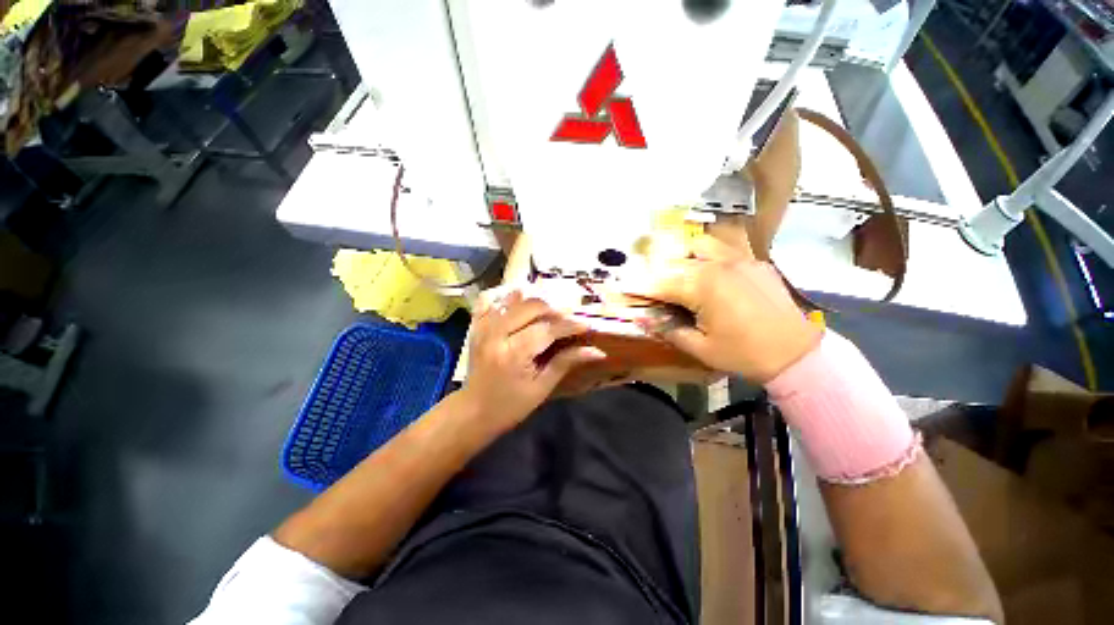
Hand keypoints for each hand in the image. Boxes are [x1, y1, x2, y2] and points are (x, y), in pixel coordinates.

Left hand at [461, 288, 605, 431]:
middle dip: (554, 310)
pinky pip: (489, 299)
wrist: (473, 411)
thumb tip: (596, 351)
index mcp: (513, 353)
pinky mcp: (476, 325)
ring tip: (548, 313)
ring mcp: (483, 326)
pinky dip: (505, 296)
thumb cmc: (510, 405)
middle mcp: (496, 333)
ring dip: (534, 302)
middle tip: (568, 320)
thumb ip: (565, 362)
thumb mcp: (541, 387)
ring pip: (513, 298)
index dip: (569, 325)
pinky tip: (518, 303)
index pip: (547, 329)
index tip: (587, 325)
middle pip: (531, 306)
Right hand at [625, 231, 820, 381]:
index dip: (639, 286)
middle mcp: (718, 265)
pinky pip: (724, 247)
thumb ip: (668, 329)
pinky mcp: (754, 261)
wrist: (797, 353)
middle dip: (655, 271)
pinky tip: (704, 268)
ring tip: (675, 271)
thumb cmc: (744, 354)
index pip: (660, 282)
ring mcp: (739, 259)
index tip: (622, 286)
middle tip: (645, 281)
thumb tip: (641, 318)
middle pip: (675, 261)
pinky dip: (706, 254)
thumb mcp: (700, 348)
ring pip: (699, 244)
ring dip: (681, 255)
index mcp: (703, 287)